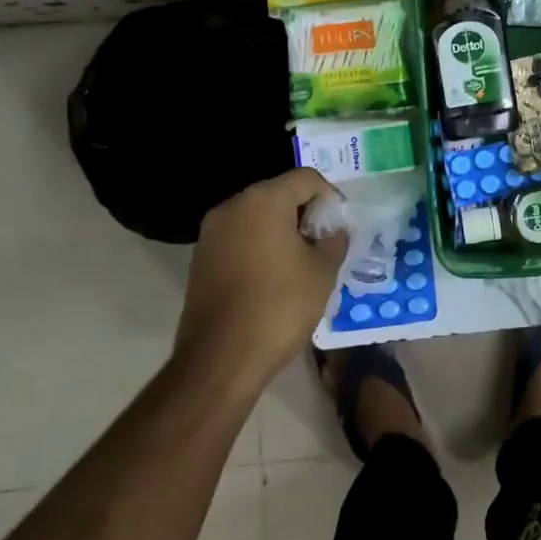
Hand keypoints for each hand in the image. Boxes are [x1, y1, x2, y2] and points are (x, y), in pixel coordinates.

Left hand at [175, 168, 347, 390]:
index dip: (330, 198)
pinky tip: (274, 278)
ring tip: (301, 263)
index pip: (306, 179)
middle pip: (279, 194)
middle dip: (305, 214)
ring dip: (282, 231)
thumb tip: (333, 232)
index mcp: (263, 200)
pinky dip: (260, 248)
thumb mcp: (322, 272)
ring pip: (257, 218)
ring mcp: (211, 233)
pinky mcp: (201, 260)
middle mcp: (232, 207)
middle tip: (324, 244)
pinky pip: (239, 239)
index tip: (339, 227)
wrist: (220, 360)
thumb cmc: (279, 306)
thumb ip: (334, 242)